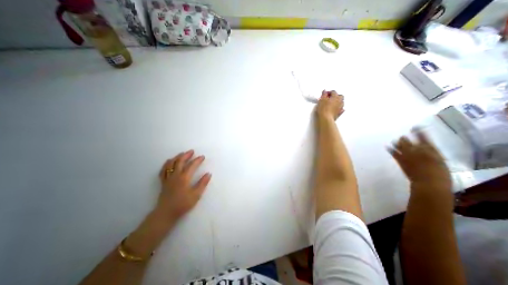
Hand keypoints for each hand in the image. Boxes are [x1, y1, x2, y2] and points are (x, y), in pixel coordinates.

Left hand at [155, 150, 209, 220]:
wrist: (166, 213)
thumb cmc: (183, 204)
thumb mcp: (196, 195)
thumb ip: (203, 183)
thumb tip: (208, 174)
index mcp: (184, 178)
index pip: (192, 165)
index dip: (197, 160)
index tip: (202, 157)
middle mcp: (175, 175)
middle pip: (180, 162)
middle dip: (186, 155)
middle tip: (192, 151)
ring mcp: (168, 178)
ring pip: (171, 164)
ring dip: (177, 157)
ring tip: (181, 154)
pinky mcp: (163, 182)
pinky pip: (163, 170)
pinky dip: (166, 164)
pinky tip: (169, 162)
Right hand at [317, 90, 345, 119]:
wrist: (325, 119)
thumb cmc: (323, 109)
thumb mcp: (321, 100)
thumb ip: (324, 94)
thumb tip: (325, 91)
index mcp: (335, 97)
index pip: (333, 92)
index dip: (328, 92)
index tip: (324, 94)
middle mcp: (339, 101)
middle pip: (340, 96)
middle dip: (336, 96)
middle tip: (330, 98)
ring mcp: (340, 107)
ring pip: (341, 102)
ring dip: (338, 102)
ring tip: (332, 103)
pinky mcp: (339, 113)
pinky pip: (341, 109)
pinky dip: (339, 108)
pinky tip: (336, 109)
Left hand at [390, 132, 451, 193]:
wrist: (428, 183)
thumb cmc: (440, 175)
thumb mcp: (440, 162)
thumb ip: (432, 155)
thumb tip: (426, 151)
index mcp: (431, 150)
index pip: (424, 138)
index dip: (419, 132)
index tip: (415, 127)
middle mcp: (417, 149)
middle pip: (408, 140)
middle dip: (405, 138)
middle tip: (402, 136)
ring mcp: (407, 154)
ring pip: (400, 145)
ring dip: (397, 142)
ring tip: (395, 140)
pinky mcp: (400, 160)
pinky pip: (393, 152)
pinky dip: (390, 149)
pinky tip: (387, 146)